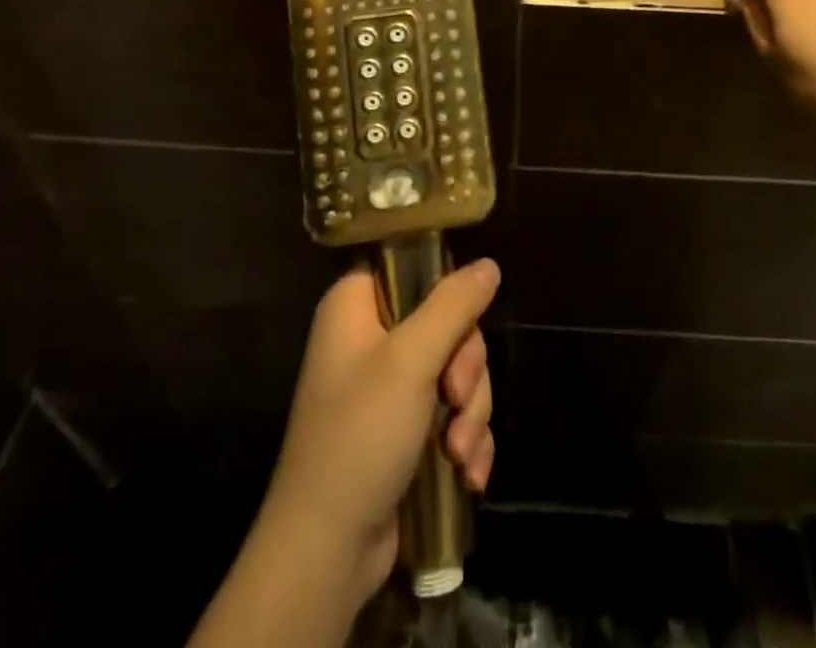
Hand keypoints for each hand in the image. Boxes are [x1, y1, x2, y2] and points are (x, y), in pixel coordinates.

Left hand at [261, 258, 498, 604]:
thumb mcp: (411, 360)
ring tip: (458, 451)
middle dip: (465, 366)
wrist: (327, 552)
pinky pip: (454, 413)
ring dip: (470, 411)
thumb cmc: (360, 436)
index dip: (443, 284)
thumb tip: (488, 264)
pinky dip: (466, 440)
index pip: (410, 264)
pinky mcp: (407, 430)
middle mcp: (372, 338)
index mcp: (357, 306)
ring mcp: (390, 387)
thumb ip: (454, 305)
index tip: (463, 314)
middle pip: (447, 321)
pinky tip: (468, 473)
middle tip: (454, 397)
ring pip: (457, 370)